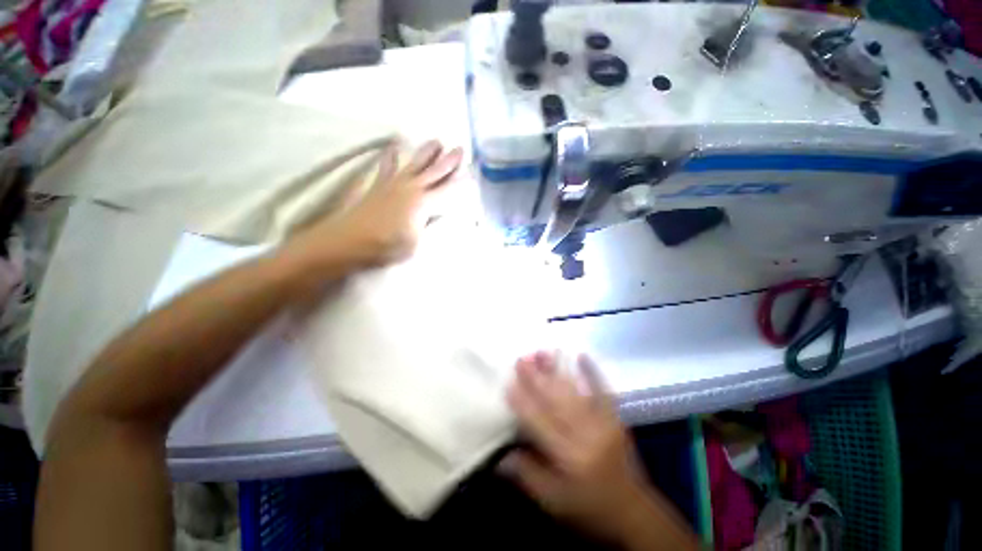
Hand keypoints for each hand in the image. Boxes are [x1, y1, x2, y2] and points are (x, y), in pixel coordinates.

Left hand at [286, 140, 462, 272]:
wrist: (350, 240)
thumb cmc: (387, 246)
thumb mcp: (416, 243)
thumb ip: (428, 226)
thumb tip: (438, 216)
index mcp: (424, 203)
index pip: (448, 189)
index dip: (461, 181)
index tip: (471, 172)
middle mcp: (412, 188)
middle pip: (434, 171)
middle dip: (449, 160)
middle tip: (460, 149)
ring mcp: (394, 183)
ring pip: (415, 163)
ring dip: (427, 152)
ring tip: (436, 141)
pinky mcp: (379, 185)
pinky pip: (387, 166)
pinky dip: (391, 156)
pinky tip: (393, 147)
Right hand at [502, 352, 696, 549]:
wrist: (633, 510)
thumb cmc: (589, 508)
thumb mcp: (554, 502)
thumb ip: (528, 476)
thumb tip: (501, 455)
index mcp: (569, 458)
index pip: (540, 423)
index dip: (523, 403)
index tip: (509, 384)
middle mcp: (587, 436)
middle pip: (556, 402)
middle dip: (537, 378)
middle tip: (521, 358)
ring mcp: (604, 424)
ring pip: (575, 392)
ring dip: (557, 370)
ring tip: (542, 352)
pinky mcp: (616, 419)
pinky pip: (603, 391)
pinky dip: (593, 372)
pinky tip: (582, 354)